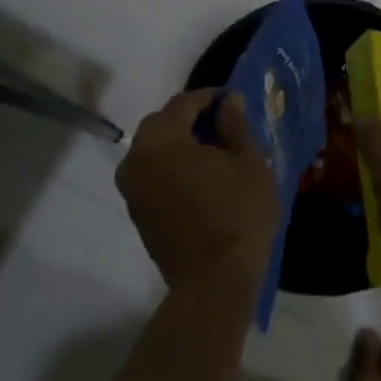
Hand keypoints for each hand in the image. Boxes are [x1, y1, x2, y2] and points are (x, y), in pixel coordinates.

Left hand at [117, 90, 278, 299]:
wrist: (214, 283)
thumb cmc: (237, 215)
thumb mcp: (248, 162)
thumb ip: (234, 125)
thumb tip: (227, 102)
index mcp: (160, 141)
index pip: (183, 103)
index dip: (209, 98)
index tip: (233, 101)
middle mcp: (136, 159)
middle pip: (162, 124)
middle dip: (190, 119)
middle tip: (223, 125)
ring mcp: (131, 188)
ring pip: (154, 150)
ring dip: (179, 143)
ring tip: (213, 152)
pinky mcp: (136, 211)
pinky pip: (152, 174)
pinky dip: (171, 167)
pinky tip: (199, 176)